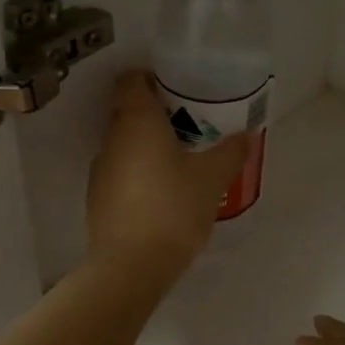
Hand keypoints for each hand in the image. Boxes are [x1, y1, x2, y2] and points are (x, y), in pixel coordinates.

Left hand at [88, 72, 246, 276]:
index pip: (131, 81)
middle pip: (128, 112)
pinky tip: (164, 193)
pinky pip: (121, 172)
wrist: (132, 266)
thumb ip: (230, 151)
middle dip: (156, 114)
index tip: (177, 89)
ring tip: (181, 161)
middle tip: (190, 125)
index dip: (151, 78)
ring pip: (124, 144)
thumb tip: (246, 135)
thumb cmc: (173, 208)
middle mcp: (113, 139)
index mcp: (137, 122)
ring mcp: (101, 170)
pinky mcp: (99, 199)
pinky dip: (140, 173)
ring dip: (148, 146)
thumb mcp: (212, 178)